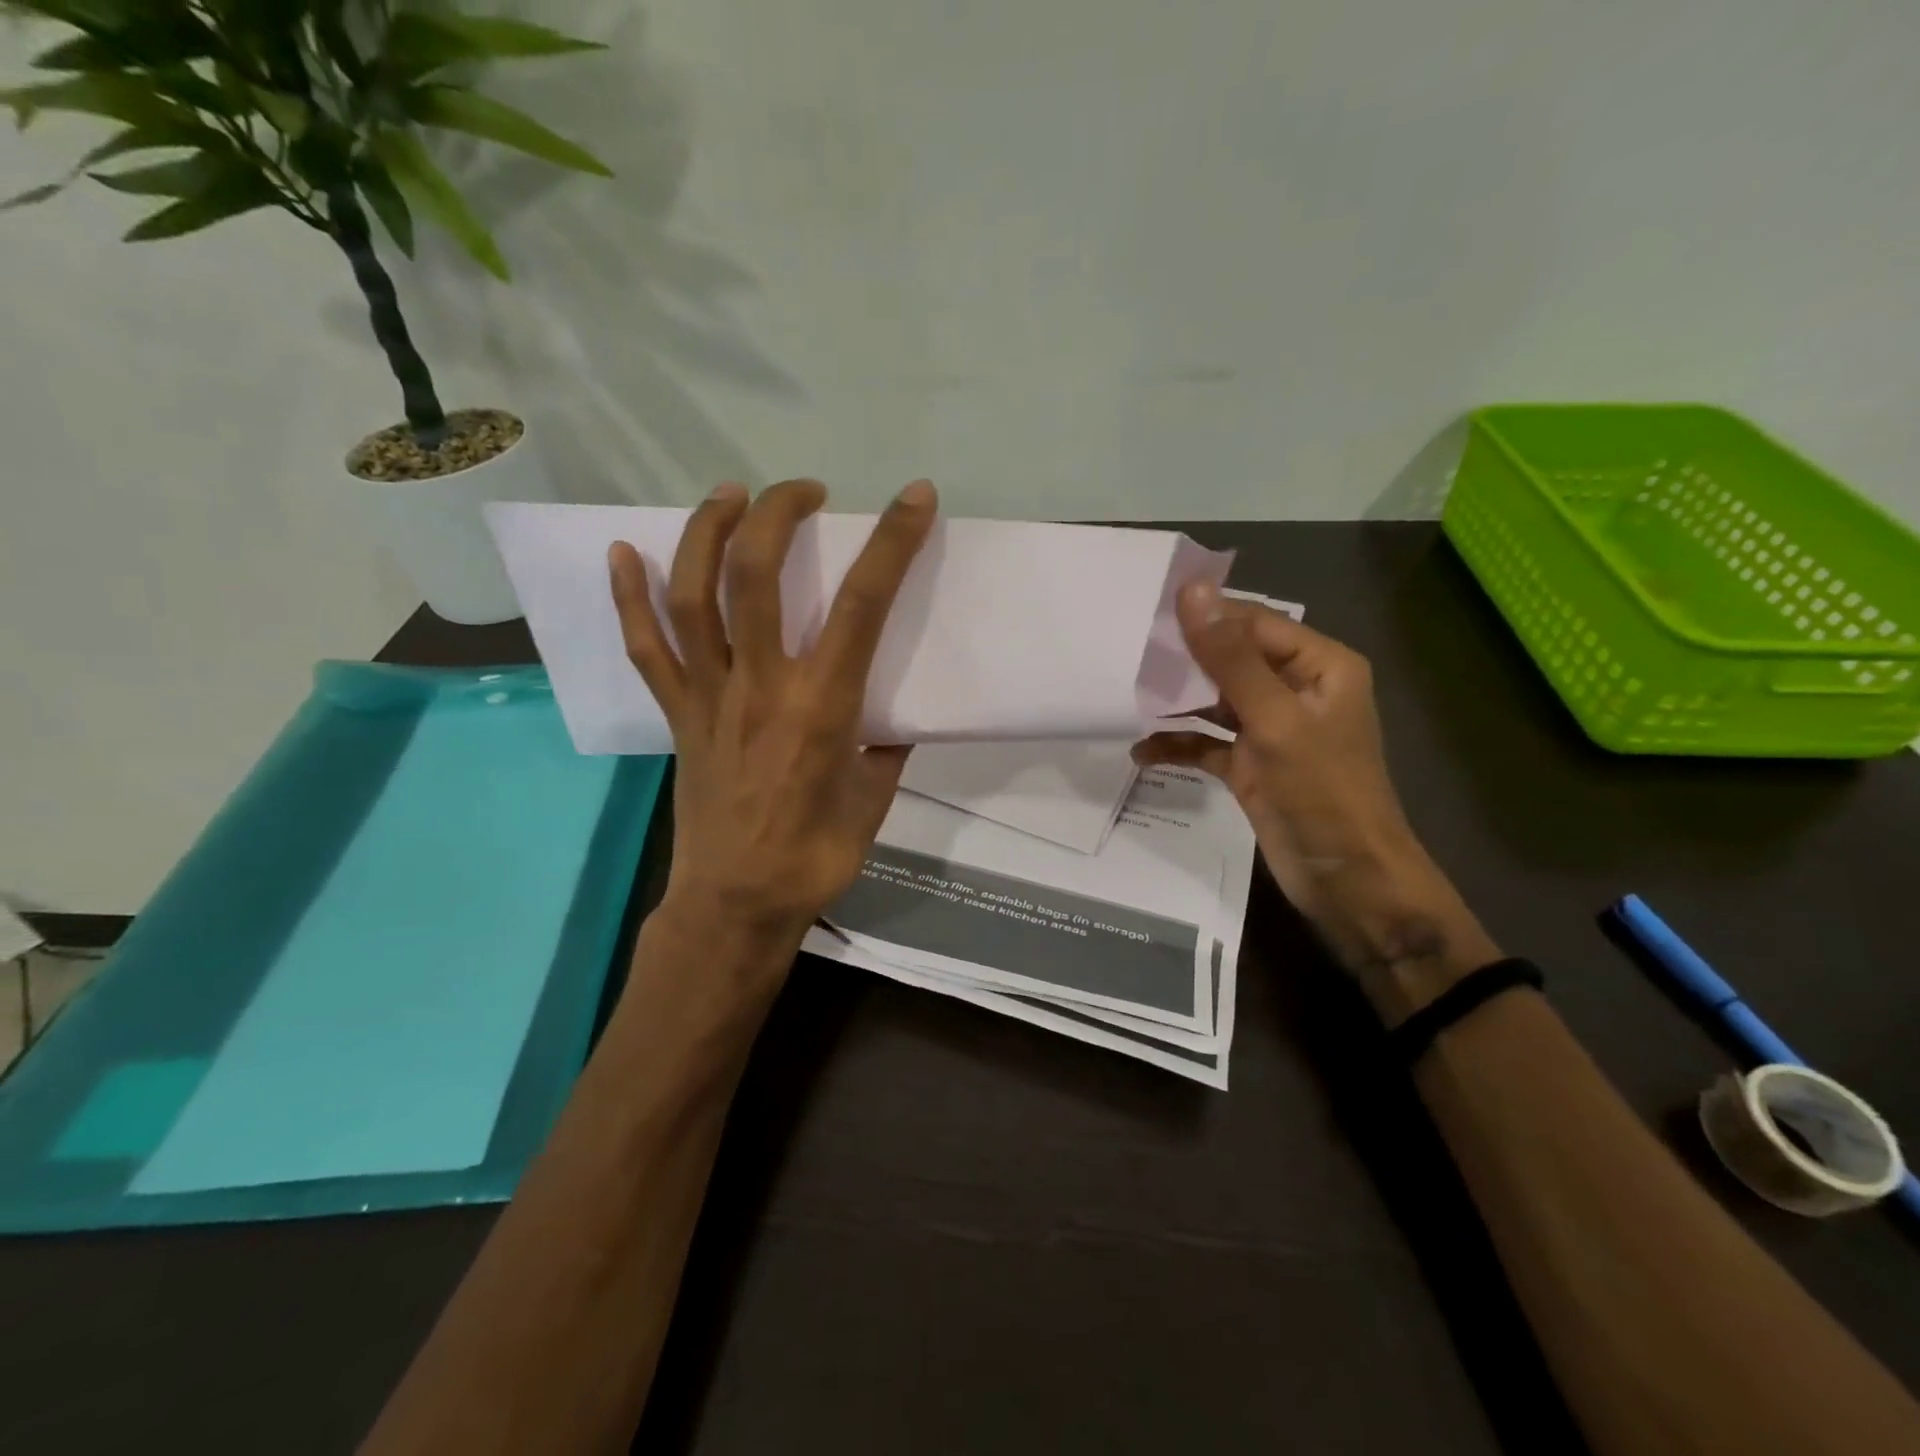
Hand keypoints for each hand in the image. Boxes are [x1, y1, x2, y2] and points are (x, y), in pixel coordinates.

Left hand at [609, 478, 937, 963]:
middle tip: (805, 492)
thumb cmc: (816, 857)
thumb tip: (892, 713)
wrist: (737, 904)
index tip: (914, 499)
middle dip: (779, 514)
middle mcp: (761, 686)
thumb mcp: (876, 799)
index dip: (891, 544)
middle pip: (758, 576)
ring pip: (694, 597)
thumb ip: (885, 745)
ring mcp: (709, 697)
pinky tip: (624, 553)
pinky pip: (646, 649)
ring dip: (707, 533)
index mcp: (823, 707)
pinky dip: (629, 599)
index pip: (862, 605)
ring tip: (730, 495)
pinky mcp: (678, 715)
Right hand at [1133, 582, 1496, 1013]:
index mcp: (1319, 666)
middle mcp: (1295, 690)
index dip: (1204, 616)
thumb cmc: (1323, 792)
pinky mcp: (1250, 765)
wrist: (1348, 881)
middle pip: (1231, 659)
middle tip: (1127, 654)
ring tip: (1127, 698)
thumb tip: (1192, 592)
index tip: (1146, 614)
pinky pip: (1206, 743)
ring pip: (1214, 701)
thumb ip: (1230, 657)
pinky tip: (1141, 752)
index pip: (1254, 623)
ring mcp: (1271, 730)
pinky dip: (1178, 745)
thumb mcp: (1275, 719)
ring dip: (1175, 704)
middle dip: (1183, 660)